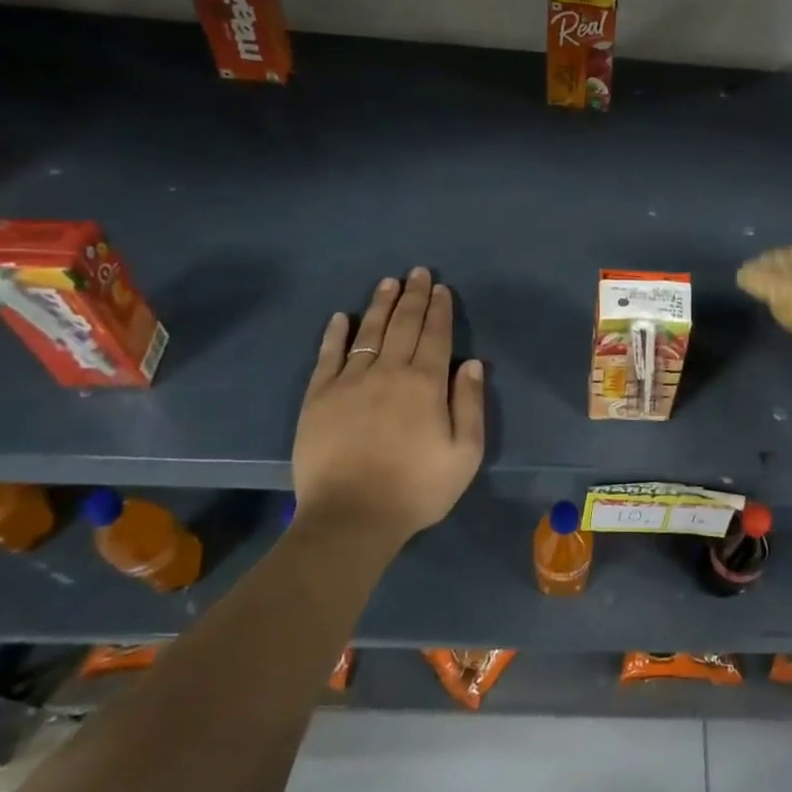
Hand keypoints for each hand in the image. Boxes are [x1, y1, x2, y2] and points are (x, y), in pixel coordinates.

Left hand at [291, 268, 484, 544]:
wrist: (351, 518)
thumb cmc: (416, 489)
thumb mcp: (465, 454)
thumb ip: (470, 405)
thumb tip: (473, 364)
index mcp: (425, 384)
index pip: (436, 335)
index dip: (440, 310)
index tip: (442, 288)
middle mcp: (388, 372)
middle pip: (403, 325)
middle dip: (413, 296)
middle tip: (417, 273)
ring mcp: (349, 382)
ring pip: (368, 333)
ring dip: (380, 305)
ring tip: (388, 283)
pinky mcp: (318, 398)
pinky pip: (327, 356)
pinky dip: (335, 334)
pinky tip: (341, 317)